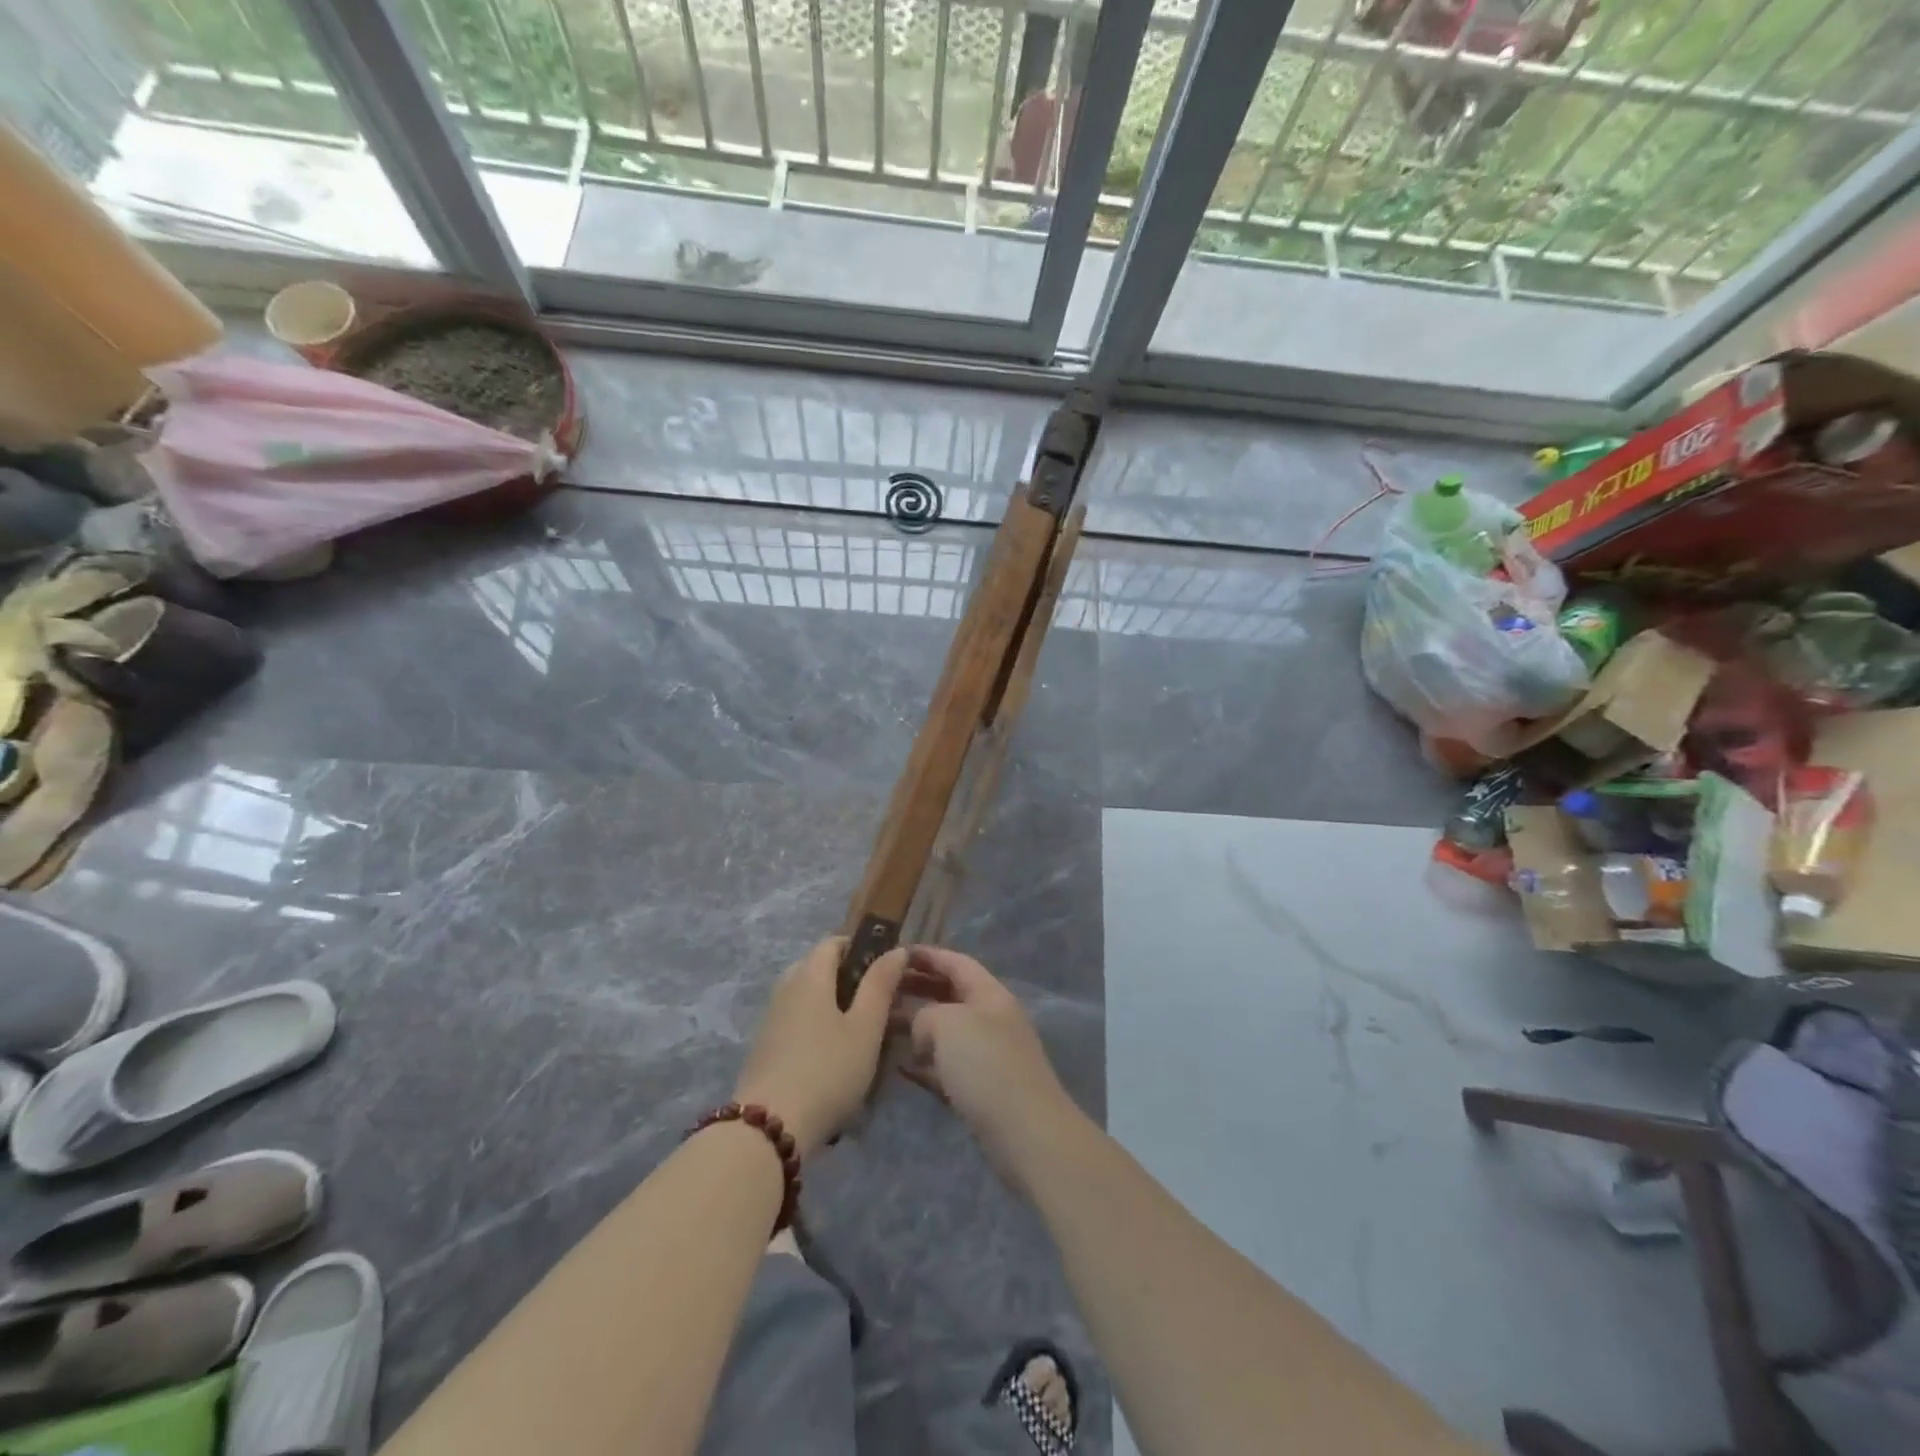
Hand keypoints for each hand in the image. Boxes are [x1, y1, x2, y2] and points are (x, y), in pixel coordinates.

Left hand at [733, 936, 906, 1157]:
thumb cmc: (827, 1071)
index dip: (861, 947)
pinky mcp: (765, 1049)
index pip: (834, 942)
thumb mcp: (866, 1028)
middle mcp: (785, 989)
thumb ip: (881, 985)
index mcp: (809, 975)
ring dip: (834, 1009)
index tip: (886, 970)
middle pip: (819, 969)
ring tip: (861, 1039)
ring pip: (808, 999)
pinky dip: (818, 1030)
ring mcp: (771, 1020)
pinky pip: (798, 1023)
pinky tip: (834, 1061)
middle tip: (878, 1007)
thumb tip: (896, 949)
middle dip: (849, 981)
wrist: (769, 1129)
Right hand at [896, 946, 1075, 1174]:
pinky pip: (945, 1066)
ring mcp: (986, 1055)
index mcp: (989, 994)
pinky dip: (923, 1062)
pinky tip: (898, 1065)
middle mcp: (990, 1019)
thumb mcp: (948, 1024)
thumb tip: (920, 1030)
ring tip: (880, 1025)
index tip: (894, 953)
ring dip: (915, 1026)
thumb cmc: (987, 1066)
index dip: (926, 955)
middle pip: (949, 994)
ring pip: (945, 1031)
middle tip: (880, 989)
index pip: (956, 962)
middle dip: (917, 988)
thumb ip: (924, 1014)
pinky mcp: (979, 1089)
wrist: (1025, 1133)